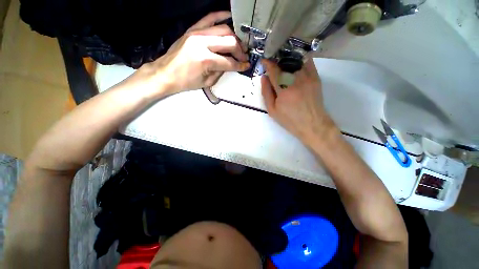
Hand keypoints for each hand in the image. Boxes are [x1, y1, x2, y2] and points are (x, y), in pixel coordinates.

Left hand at [145, 11, 249, 94]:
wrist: (166, 73)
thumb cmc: (186, 82)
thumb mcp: (207, 82)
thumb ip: (221, 72)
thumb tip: (230, 64)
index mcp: (206, 60)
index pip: (229, 61)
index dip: (240, 65)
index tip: (246, 66)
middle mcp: (202, 43)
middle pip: (229, 41)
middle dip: (240, 50)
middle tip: (243, 56)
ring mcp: (196, 33)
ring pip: (223, 29)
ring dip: (234, 37)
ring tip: (238, 45)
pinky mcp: (192, 29)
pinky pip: (209, 18)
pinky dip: (220, 16)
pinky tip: (229, 17)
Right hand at [261, 58, 335, 144]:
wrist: (312, 124)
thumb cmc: (289, 119)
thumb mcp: (272, 110)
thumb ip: (266, 93)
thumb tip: (263, 77)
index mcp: (283, 90)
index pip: (274, 70)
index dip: (268, 63)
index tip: (264, 60)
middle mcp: (296, 80)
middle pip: (284, 63)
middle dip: (276, 61)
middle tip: (272, 62)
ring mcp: (308, 77)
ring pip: (295, 60)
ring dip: (287, 59)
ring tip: (282, 63)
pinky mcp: (316, 78)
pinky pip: (307, 62)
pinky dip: (300, 59)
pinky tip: (295, 62)